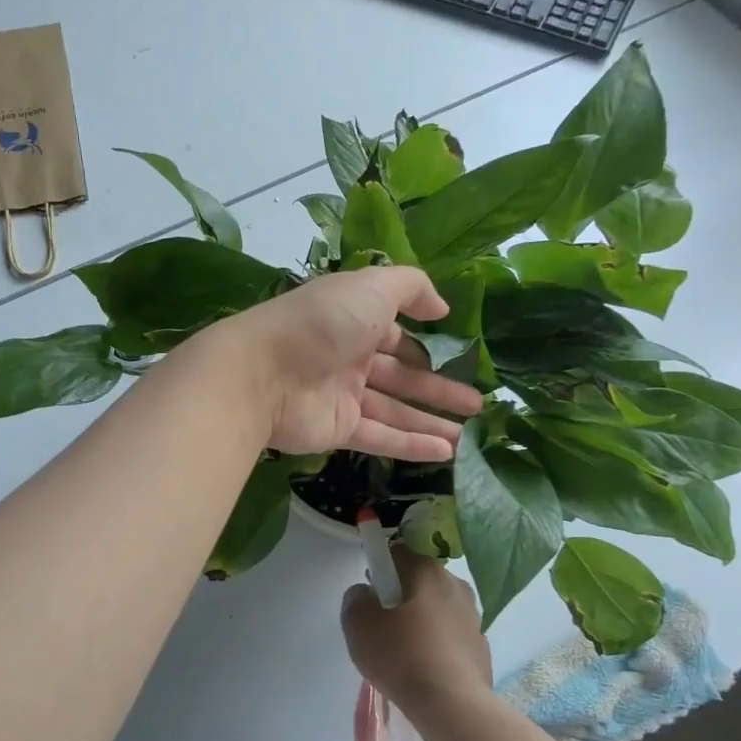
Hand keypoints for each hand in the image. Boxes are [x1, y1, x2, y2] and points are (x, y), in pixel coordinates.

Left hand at [217, 268, 483, 461]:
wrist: (262, 373)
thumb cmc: (321, 323)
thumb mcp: (372, 287)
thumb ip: (412, 288)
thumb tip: (442, 308)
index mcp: (354, 319)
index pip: (397, 333)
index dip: (428, 346)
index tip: (462, 358)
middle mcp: (348, 356)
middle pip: (401, 375)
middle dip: (438, 388)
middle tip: (478, 404)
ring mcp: (342, 395)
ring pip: (395, 410)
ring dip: (432, 421)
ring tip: (471, 436)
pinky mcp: (337, 428)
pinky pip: (381, 437)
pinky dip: (412, 445)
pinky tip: (446, 453)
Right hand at [342, 546, 492, 714]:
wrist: (452, 705)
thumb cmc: (401, 655)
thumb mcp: (358, 624)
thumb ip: (355, 599)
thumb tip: (365, 593)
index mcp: (426, 571)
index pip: (398, 553)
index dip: (380, 568)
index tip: (370, 593)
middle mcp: (455, 585)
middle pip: (420, 580)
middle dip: (401, 595)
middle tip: (382, 624)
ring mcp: (474, 616)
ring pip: (438, 608)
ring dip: (421, 620)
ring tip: (403, 652)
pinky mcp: (481, 647)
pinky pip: (451, 636)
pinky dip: (438, 644)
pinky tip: (425, 669)